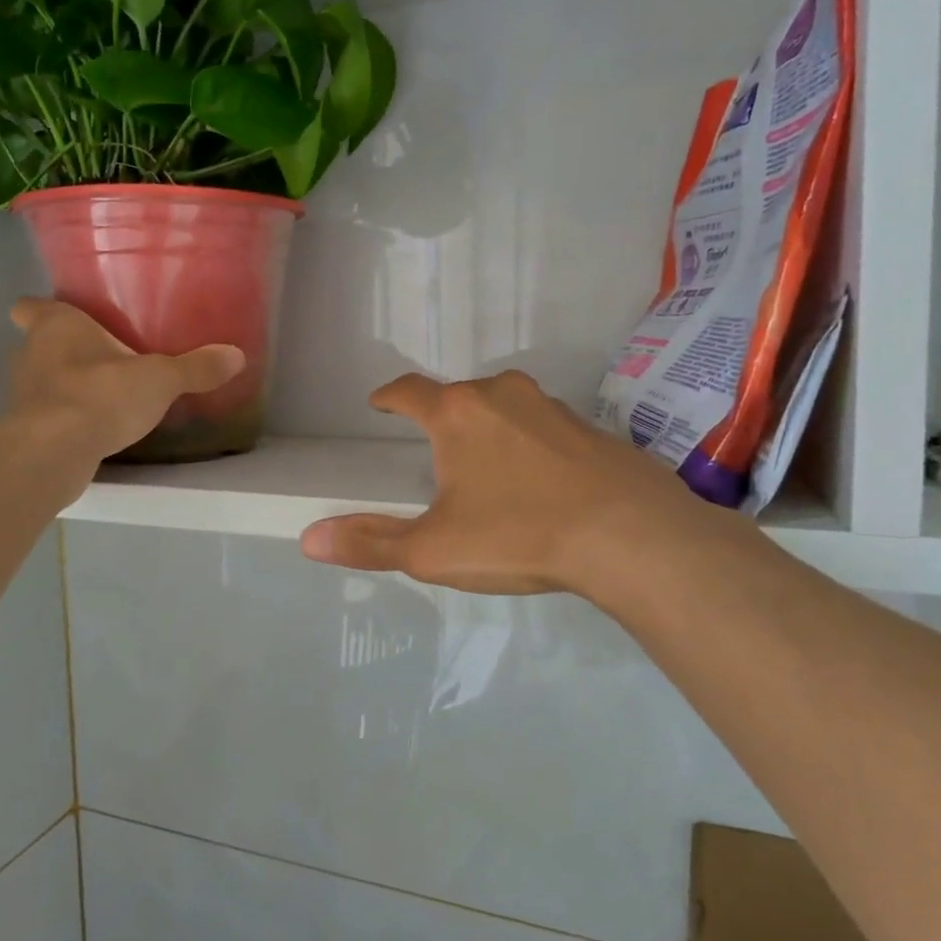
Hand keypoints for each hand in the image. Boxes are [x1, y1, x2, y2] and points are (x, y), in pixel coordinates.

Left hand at [8, 299, 243, 464]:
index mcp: (56, 326)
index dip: (42, 308)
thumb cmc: (101, 394)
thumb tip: (237, 355)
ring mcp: (22, 394)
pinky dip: (64, 417)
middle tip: (98, 355)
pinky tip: (93, 426)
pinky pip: (46, 415)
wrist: (54, 453)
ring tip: (100, 393)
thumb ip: (196, 368)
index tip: (66, 316)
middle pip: (36, 343)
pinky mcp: (25, 430)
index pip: (29, 306)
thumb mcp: (160, 379)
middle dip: (61, 349)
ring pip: (40, 380)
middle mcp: (30, 354)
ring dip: (63, 385)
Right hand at [300, 371, 752, 597]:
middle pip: (459, 396)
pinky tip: (542, 481)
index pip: (409, 391)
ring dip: (490, 428)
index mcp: (457, 414)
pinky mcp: (593, 430)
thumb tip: (309, 539)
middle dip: (442, 416)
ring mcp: (553, 408)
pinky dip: (532, 446)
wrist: (632, 537)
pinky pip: (547, 429)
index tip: (379, 403)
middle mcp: (503, 395)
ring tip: (487, 466)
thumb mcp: (433, 550)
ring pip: (506, 408)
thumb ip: (371, 543)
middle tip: (434, 449)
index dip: (389, 396)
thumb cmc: (518, 535)